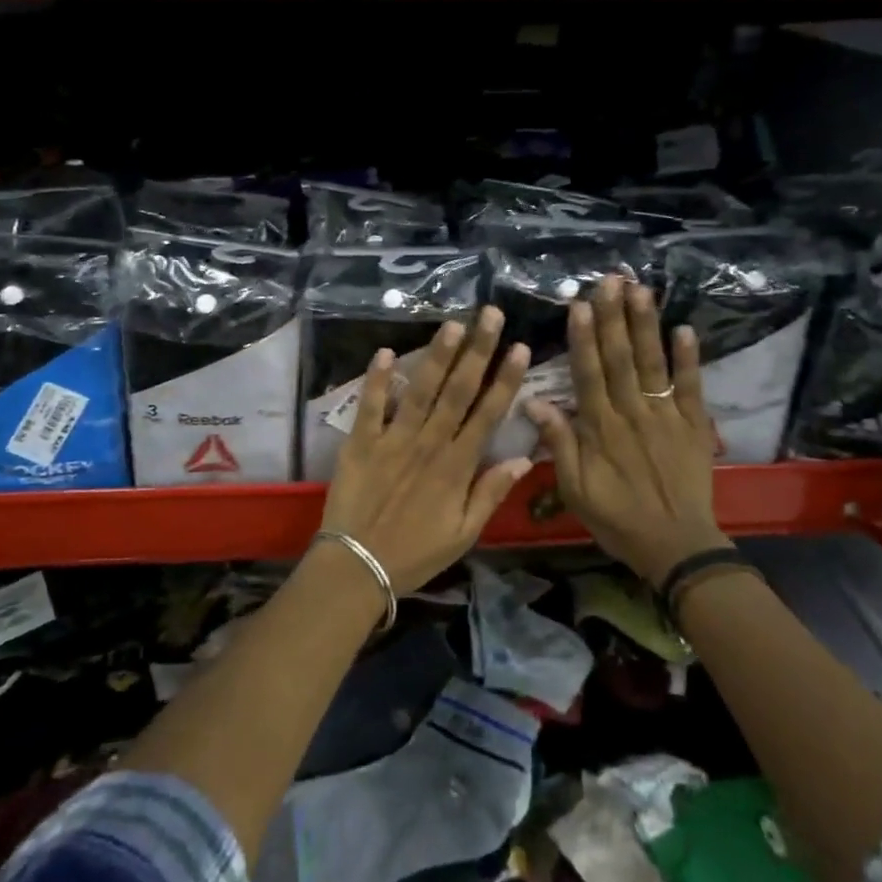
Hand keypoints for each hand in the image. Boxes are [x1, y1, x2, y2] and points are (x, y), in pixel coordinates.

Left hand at [320, 307, 533, 592]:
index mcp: (457, 466)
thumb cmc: (415, 553)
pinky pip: (370, 405)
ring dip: (437, 356)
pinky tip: (384, 351)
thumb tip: (524, 458)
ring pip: (420, 390)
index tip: (518, 347)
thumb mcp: (464, 533)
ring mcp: (393, 440)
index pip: (488, 414)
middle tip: (491, 315)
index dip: (505, 379)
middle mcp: (429, 444)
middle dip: (477, 351)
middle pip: (458, 391)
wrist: (357, 567)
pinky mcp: (361, 442)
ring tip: (453, 324)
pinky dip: (377, 379)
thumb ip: (491, 493)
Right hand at [526, 275, 728, 585]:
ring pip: (653, 364)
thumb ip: (559, 444)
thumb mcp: (574, 490)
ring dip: (646, 325)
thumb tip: (533, 403)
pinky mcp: (694, 425)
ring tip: (641, 291)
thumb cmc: (617, 518)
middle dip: (614, 318)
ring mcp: (666, 416)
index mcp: (600, 428)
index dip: (584, 338)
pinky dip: (689, 359)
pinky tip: (685, 329)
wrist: (676, 546)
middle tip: (610, 281)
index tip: (579, 305)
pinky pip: (692, 387)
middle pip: (621, 358)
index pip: (589, 373)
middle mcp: (632, 413)